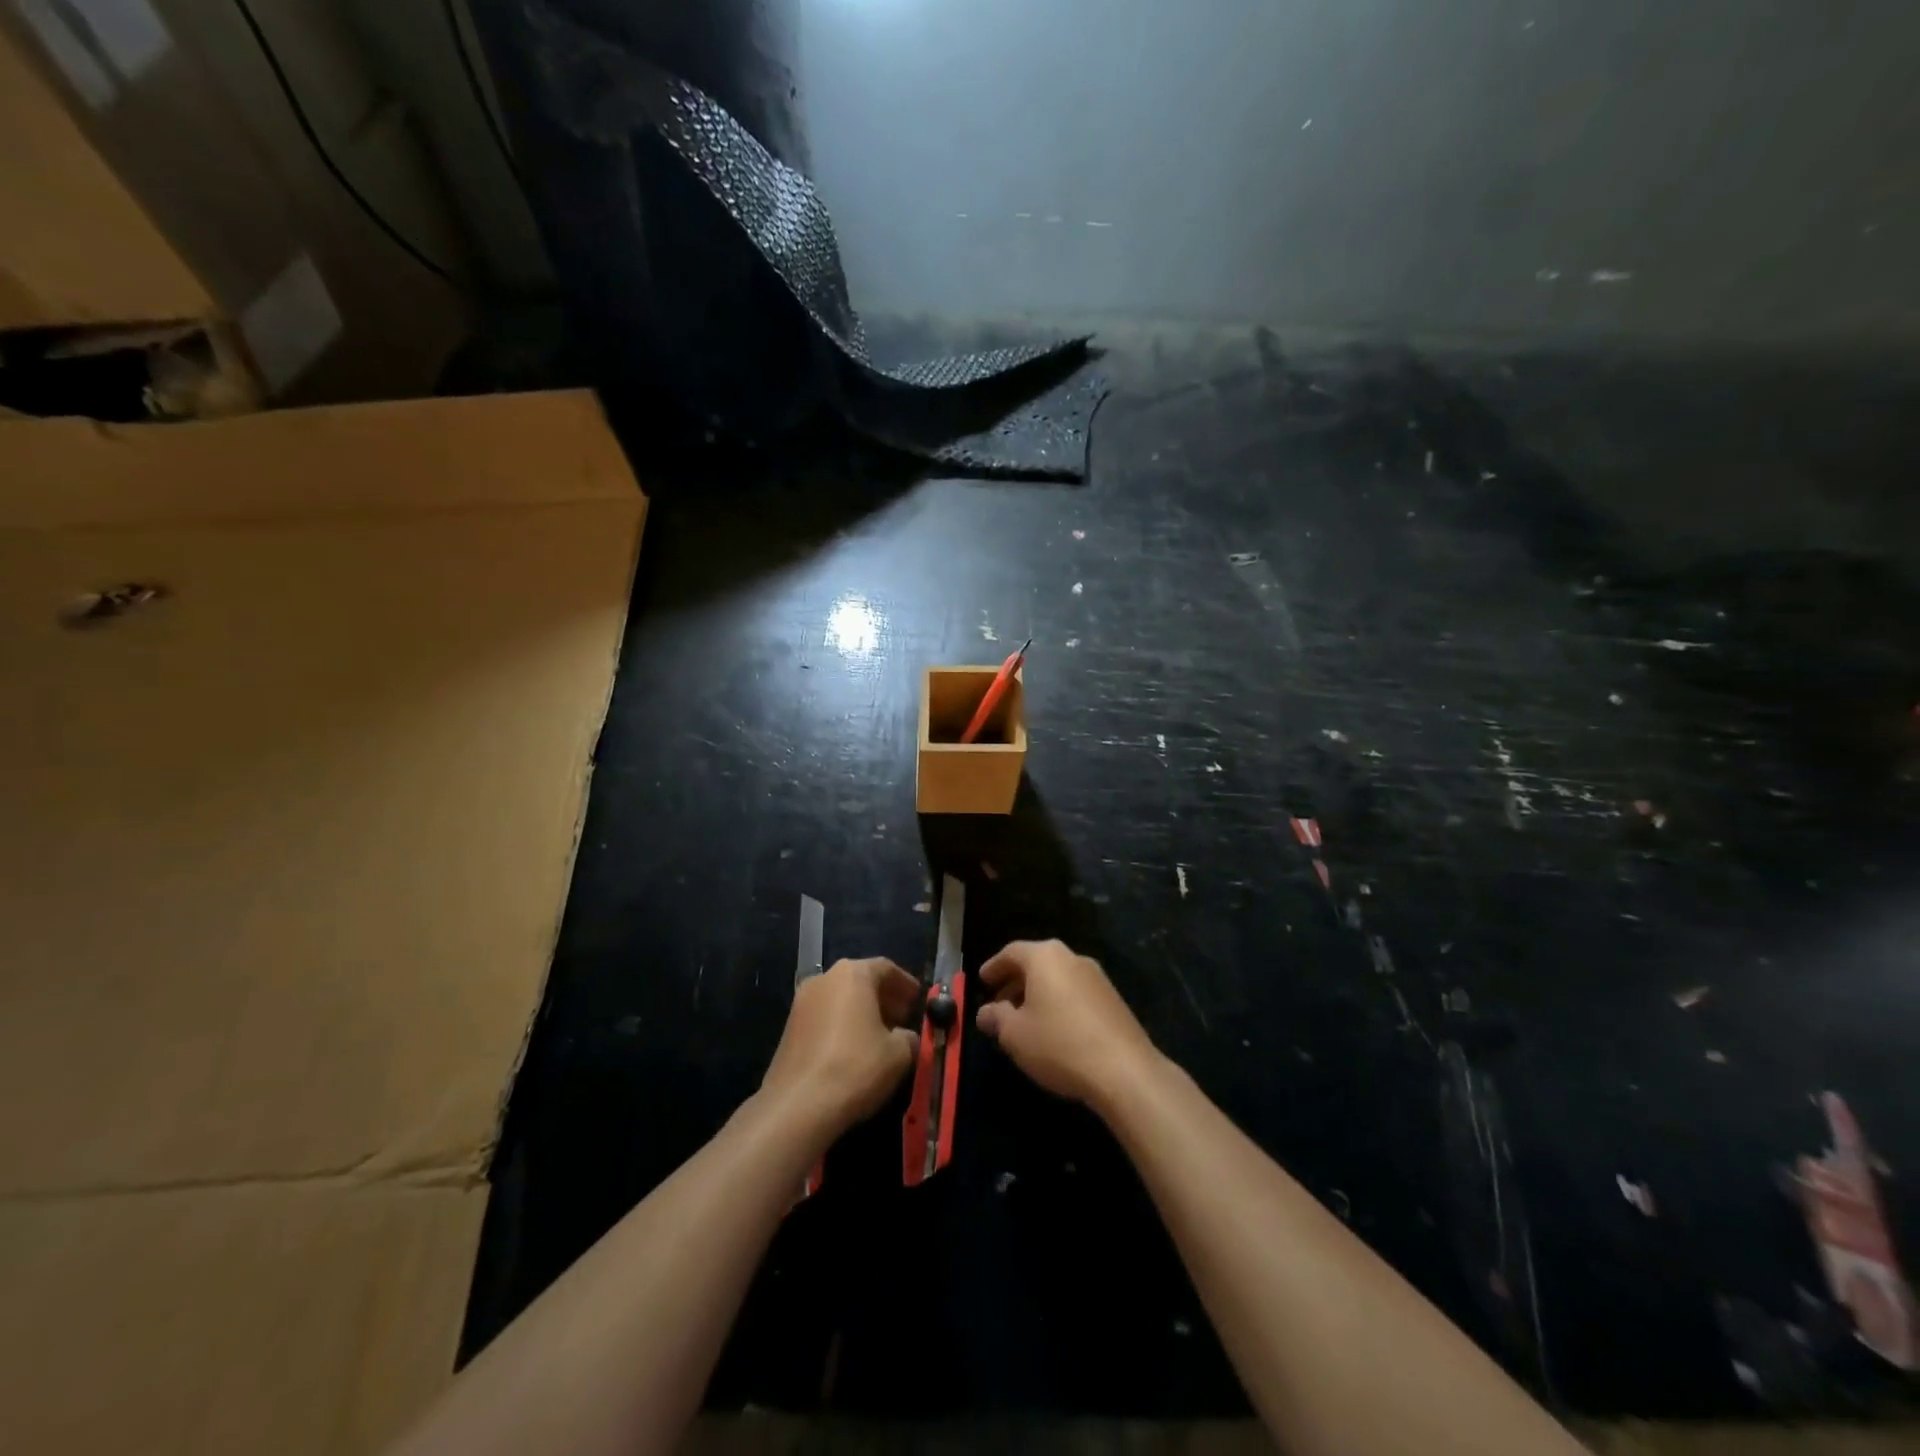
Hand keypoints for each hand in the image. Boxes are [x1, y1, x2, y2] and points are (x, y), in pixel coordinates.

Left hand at [761, 958, 920, 1140]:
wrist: (797, 1106)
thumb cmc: (855, 1067)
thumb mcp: (899, 1054)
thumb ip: (909, 1037)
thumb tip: (905, 1037)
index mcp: (852, 974)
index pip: (885, 968)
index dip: (905, 984)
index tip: (918, 1000)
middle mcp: (824, 979)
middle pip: (860, 981)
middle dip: (883, 998)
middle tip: (902, 1018)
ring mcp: (801, 1003)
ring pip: (841, 999)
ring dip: (862, 1012)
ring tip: (880, 1036)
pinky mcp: (789, 1029)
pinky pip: (825, 1017)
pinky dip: (842, 1026)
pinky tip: (854, 1051)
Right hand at [976, 940, 1159, 1110]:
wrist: (1124, 1070)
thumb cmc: (1059, 1043)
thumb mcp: (1015, 1034)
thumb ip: (996, 1018)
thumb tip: (986, 1012)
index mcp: (1045, 957)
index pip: (1012, 952)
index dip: (994, 966)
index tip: (982, 981)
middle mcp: (1072, 958)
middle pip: (1037, 963)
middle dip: (1015, 982)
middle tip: (999, 1003)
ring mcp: (1097, 977)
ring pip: (1057, 978)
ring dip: (1037, 994)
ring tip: (1024, 1020)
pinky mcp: (1113, 1000)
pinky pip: (1075, 993)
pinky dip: (1058, 1003)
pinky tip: (1053, 1030)